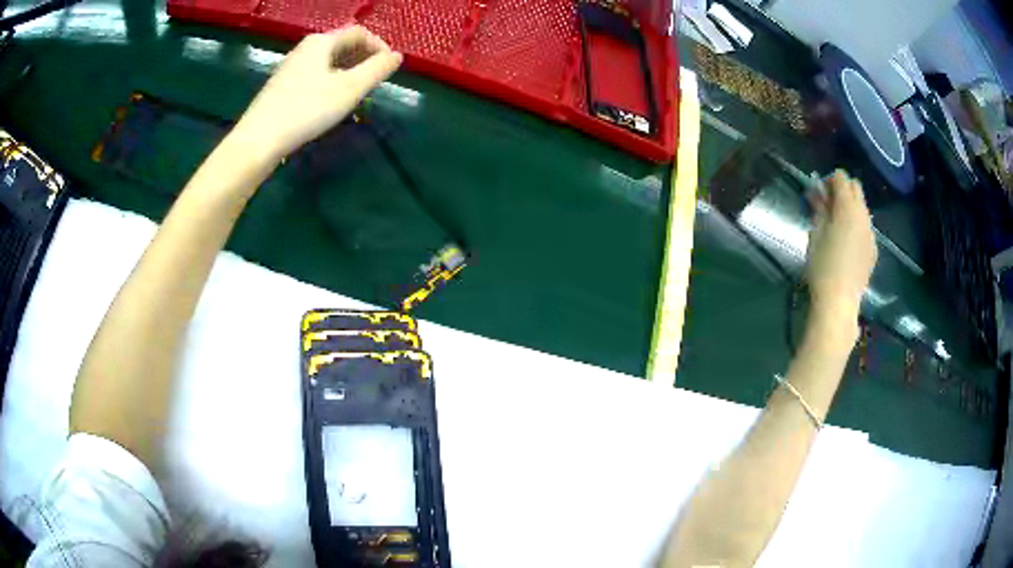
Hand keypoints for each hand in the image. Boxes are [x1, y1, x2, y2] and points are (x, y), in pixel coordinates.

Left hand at [235, 26, 402, 159]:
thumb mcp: (350, 88)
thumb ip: (377, 69)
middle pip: (343, 44)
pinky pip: (315, 74)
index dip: (379, 47)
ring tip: (356, 94)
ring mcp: (291, 66)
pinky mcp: (283, 84)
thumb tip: (397, 56)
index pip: (359, 33)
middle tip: (374, 83)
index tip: (389, 70)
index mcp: (321, 42)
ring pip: (329, 61)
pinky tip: (331, 102)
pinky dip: (331, 81)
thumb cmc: (307, 109)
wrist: (260, 139)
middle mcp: (305, 47)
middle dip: (364, 59)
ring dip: (349, 71)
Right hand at [805, 170, 876, 325]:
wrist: (839, 302)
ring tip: (836, 225)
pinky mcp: (873, 250)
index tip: (818, 193)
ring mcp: (871, 233)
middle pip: (856, 188)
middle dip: (842, 190)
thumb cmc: (822, 266)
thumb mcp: (815, 234)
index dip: (829, 180)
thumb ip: (819, 209)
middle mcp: (863, 216)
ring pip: (862, 208)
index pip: (841, 178)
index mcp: (848, 208)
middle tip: (827, 205)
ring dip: (850, 208)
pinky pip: (866, 227)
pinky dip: (856, 225)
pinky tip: (846, 242)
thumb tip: (819, 193)